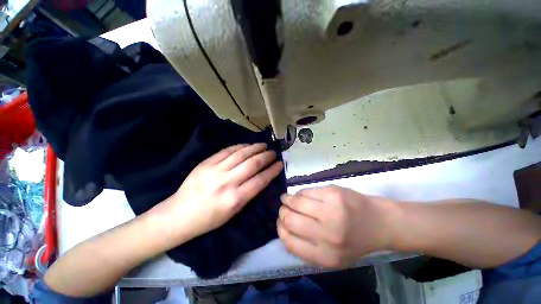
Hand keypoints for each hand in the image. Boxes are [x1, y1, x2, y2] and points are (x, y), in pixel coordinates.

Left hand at [158, 143, 282, 240]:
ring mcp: (215, 170)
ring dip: (255, 148)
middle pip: (252, 164)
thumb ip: (249, 193)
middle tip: (273, 152)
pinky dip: (239, 146)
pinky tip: (247, 145)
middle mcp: (227, 183)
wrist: (179, 214)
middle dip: (266, 156)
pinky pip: (226, 151)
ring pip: (241, 154)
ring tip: (263, 145)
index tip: (280, 164)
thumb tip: (262, 177)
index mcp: (235, 199)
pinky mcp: (206, 163)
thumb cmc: (209, 219)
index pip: (260, 180)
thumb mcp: (233, 212)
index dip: (273, 170)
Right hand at [278, 186, 400, 268]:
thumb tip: (284, 228)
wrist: (378, 222)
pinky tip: (300, 195)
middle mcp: (327, 235)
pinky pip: (306, 191)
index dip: (281, 230)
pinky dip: (300, 193)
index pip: (289, 242)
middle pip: (290, 220)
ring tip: (286, 198)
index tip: (280, 223)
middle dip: (282, 212)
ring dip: (287, 199)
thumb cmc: (354, 240)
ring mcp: (330, 211)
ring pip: (296, 202)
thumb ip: (307, 248)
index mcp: (325, 256)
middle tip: (283, 208)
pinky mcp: (333, 193)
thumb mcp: (332, 256)